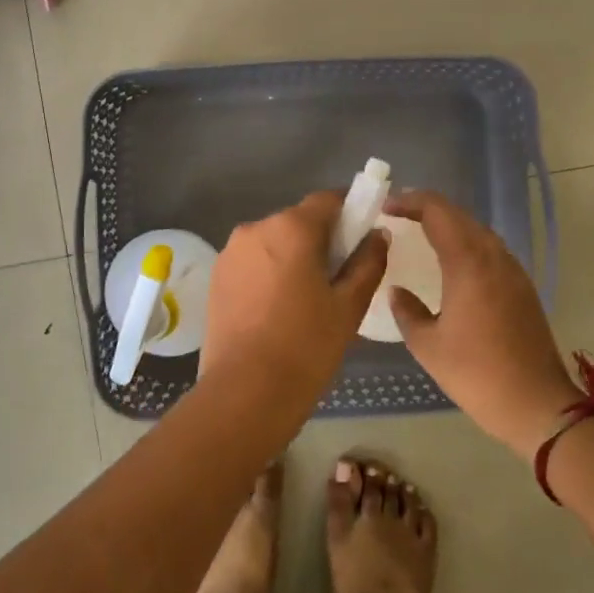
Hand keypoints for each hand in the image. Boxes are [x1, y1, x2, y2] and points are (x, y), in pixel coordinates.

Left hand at [199, 192, 389, 408]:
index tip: (362, 240)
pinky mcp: (216, 276)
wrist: (245, 392)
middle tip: (338, 279)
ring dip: (292, 257)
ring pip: (274, 242)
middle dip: (321, 240)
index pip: (328, 200)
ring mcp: (231, 252)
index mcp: (292, 227)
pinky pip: (253, 262)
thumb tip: (376, 234)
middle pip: (299, 220)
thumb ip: (368, 262)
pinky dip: (269, 273)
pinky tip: (277, 310)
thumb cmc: (306, 346)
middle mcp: (256, 228)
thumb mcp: (349, 306)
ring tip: (305, 300)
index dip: (350, 213)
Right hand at [386, 190, 580, 460]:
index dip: (409, 201)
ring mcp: (513, 271)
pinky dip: (465, 243)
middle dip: (426, 208)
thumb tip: (398, 291)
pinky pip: (489, 250)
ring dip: (448, 224)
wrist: (537, 405)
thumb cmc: (477, 374)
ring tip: (419, 233)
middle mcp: (494, 257)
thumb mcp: (428, 346)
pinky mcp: (522, 288)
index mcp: (468, 263)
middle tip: (396, 215)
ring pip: (477, 230)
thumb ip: (407, 311)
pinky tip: (450, 263)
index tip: (385, 207)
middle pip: (458, 215)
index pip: (437, 211)